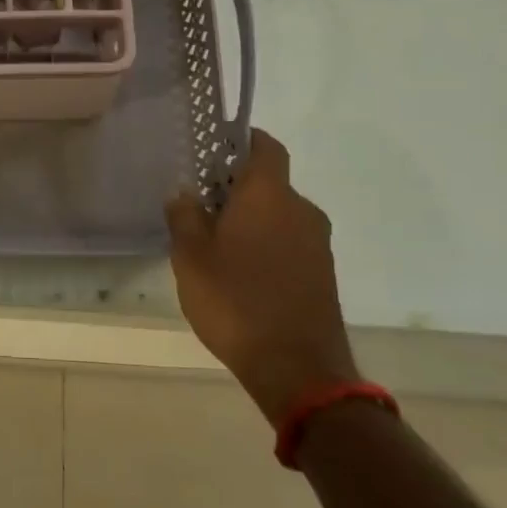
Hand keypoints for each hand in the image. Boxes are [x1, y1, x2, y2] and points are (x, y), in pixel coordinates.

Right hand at [166, 129, 357, 425]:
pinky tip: (240, 272)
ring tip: (214, 244)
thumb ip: (184, 216)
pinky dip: (266, 245)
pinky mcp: (322, 273)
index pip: (265, 146)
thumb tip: (184, 192)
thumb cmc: (235, 300)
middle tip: (200, 206)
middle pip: (269, 183)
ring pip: (279, 215)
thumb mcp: (190, 256)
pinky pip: (289, 242)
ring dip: (251, 219)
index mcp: (269, 195)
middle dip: (236, 188)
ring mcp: (317, 243)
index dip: (242, 140)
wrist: (296, 367)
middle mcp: (300, 210)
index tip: (215, 149)